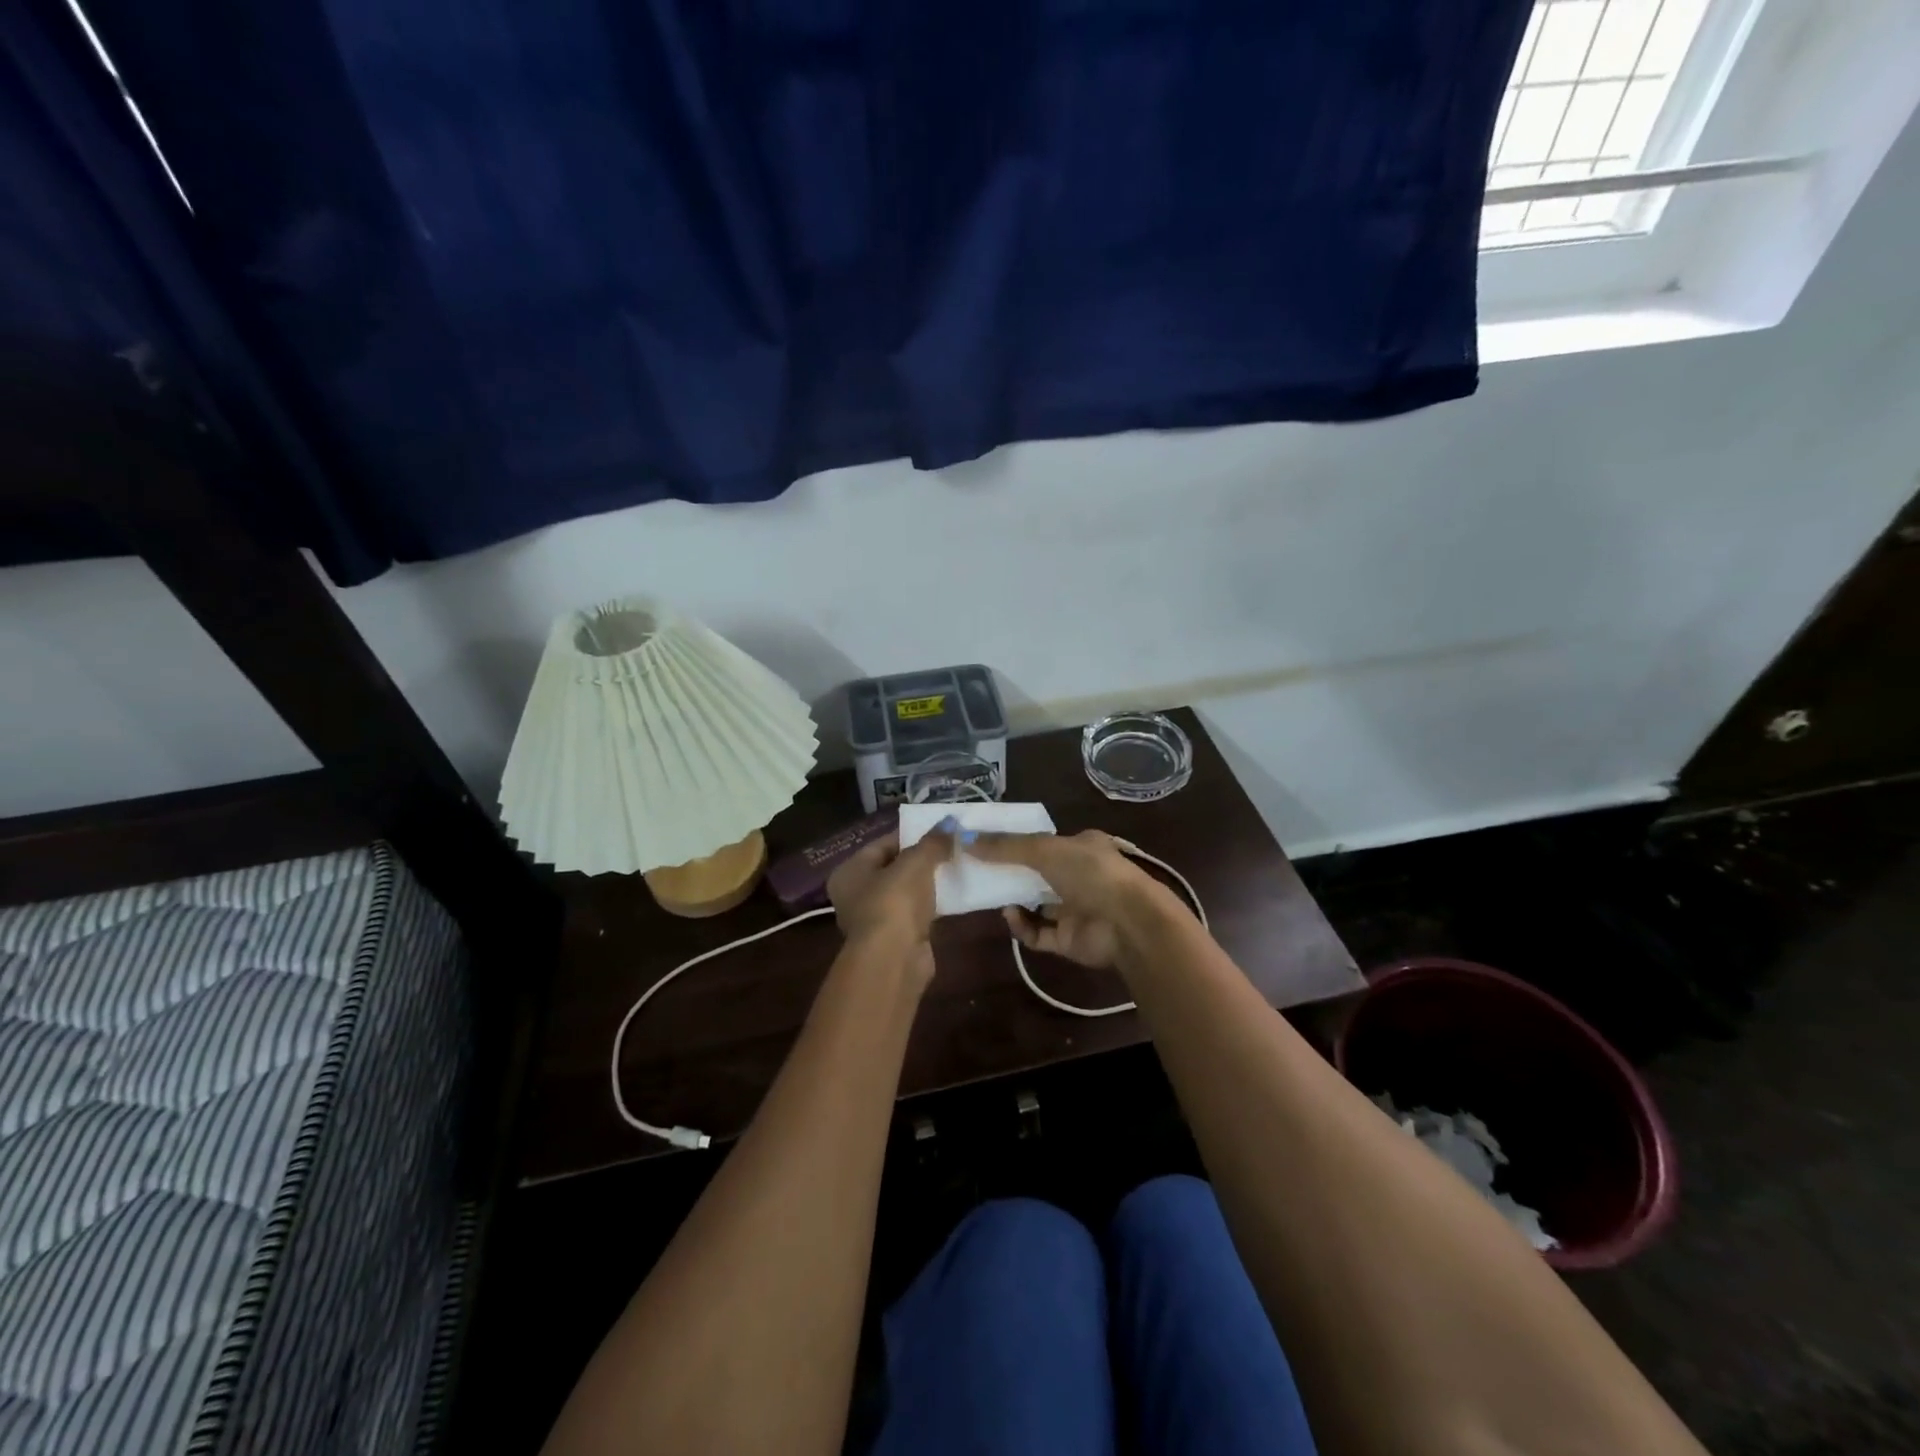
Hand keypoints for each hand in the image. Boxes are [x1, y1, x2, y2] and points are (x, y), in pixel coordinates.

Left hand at [826, 831, 950, 981]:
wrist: (894, 959)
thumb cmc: (894, 902)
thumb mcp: (916, 863)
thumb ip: (932, 842)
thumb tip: (950, 821)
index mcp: (849, 872)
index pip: (881, 845)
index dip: (910, 835)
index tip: (938, 831)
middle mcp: (855, 895)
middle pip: (893, 868)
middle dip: (921, 859)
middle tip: (949, 848)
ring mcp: (874, 919)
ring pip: (905, 892)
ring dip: (927, 884)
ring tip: (955, 869)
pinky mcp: (895, 939)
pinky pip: (915, 913)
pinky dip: (930, 905)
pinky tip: (952, 896)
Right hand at [968, 829, 1162, 970]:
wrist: (1128, 923)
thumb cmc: (1090, 873)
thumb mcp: (1044, 849)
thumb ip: (1005, 846)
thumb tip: (964, 839)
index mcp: (1082, 847)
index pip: (1045, 842)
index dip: (1017, 843)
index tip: (987, 845)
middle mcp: (1080, 877)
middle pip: (1037, 874)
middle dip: (1011, 874)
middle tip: (980, 872)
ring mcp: (1076, 910)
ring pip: (1036, 905)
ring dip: (1014, 901)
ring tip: (992, 895)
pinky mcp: (1069, 940)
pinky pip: (1038, 934)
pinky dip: (1022, 926)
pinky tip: (1011, 916)